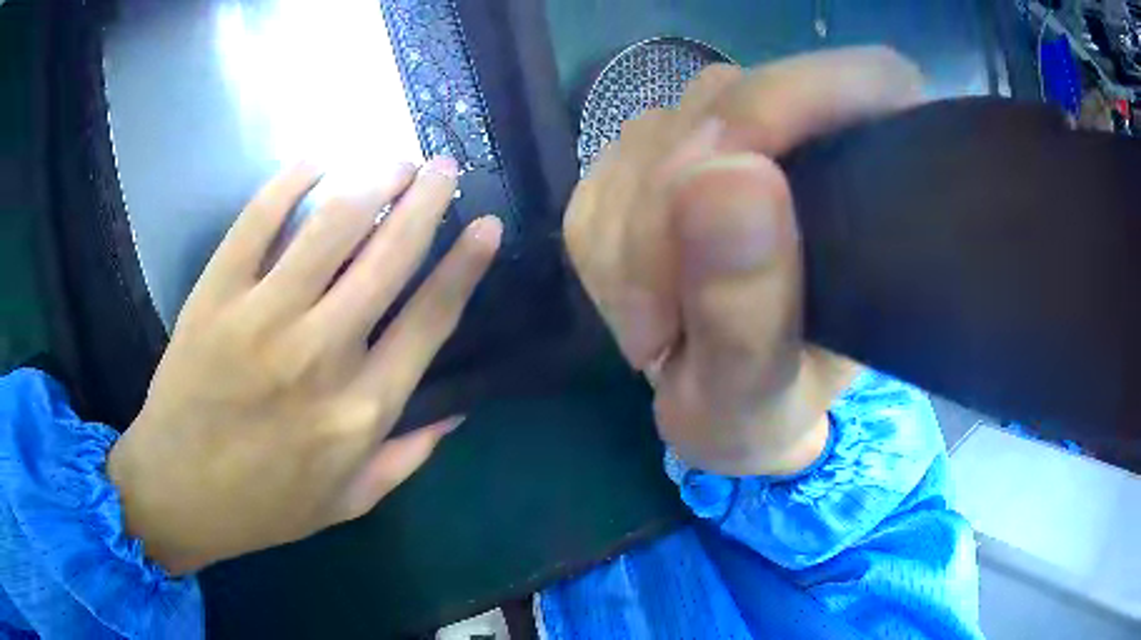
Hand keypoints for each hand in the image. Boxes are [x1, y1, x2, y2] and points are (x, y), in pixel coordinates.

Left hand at [107, 157, 501, 574]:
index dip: (465, 265)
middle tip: (443, 167)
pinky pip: (257, 219)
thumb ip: (407, 457)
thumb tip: (457, 411)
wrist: (177, 493)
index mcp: (361, 410)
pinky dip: (291, 180)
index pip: (430, 319)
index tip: (488, 225)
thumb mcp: (349, 500)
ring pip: (331, 225)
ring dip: (372, 180)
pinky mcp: (215, 294)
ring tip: (393, 161)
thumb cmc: (265, 505)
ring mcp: (262, 317)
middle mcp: (320, 354)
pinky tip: (317, 162)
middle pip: (389, 256)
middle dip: (427, 200)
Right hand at [565, 48, 923, 475]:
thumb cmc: (762, 415)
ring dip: (631, 243)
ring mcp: (724, 135)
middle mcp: (803, 129)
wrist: (720, 409)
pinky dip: (605, 247)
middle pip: (725, 106)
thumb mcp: (755, 394)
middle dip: (673, 216)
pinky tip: (640, 298)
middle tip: (670, 328)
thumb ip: (748, 305)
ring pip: (650, 137)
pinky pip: (604, 174)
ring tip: (663, 327)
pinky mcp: (655, 154)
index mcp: (875, 173)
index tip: (729, 189)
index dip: (789, 109)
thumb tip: (717, 177)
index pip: (861, 79)